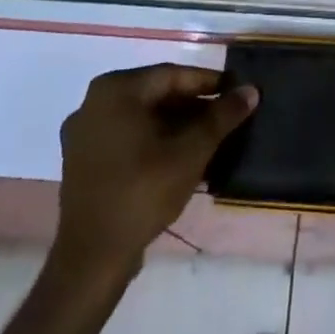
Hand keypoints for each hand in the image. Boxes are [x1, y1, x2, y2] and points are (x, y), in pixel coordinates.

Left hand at [50, 64, 256, 280]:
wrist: (92, 257)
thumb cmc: (143, 192)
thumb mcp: (191, 151)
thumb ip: (221, 117)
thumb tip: (251, 90)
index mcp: (115, 90)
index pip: (172, 76)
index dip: (209, 83)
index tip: (237, 91)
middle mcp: (93, 102)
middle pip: (156, 95)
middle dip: (194, 106)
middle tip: (226, 117)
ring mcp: (84, 133)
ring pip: (143, 118)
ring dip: (177, 125)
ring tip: (211, 138)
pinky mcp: (83, 160)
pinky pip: (127, 137)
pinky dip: (155, 140)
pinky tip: (182, 156)